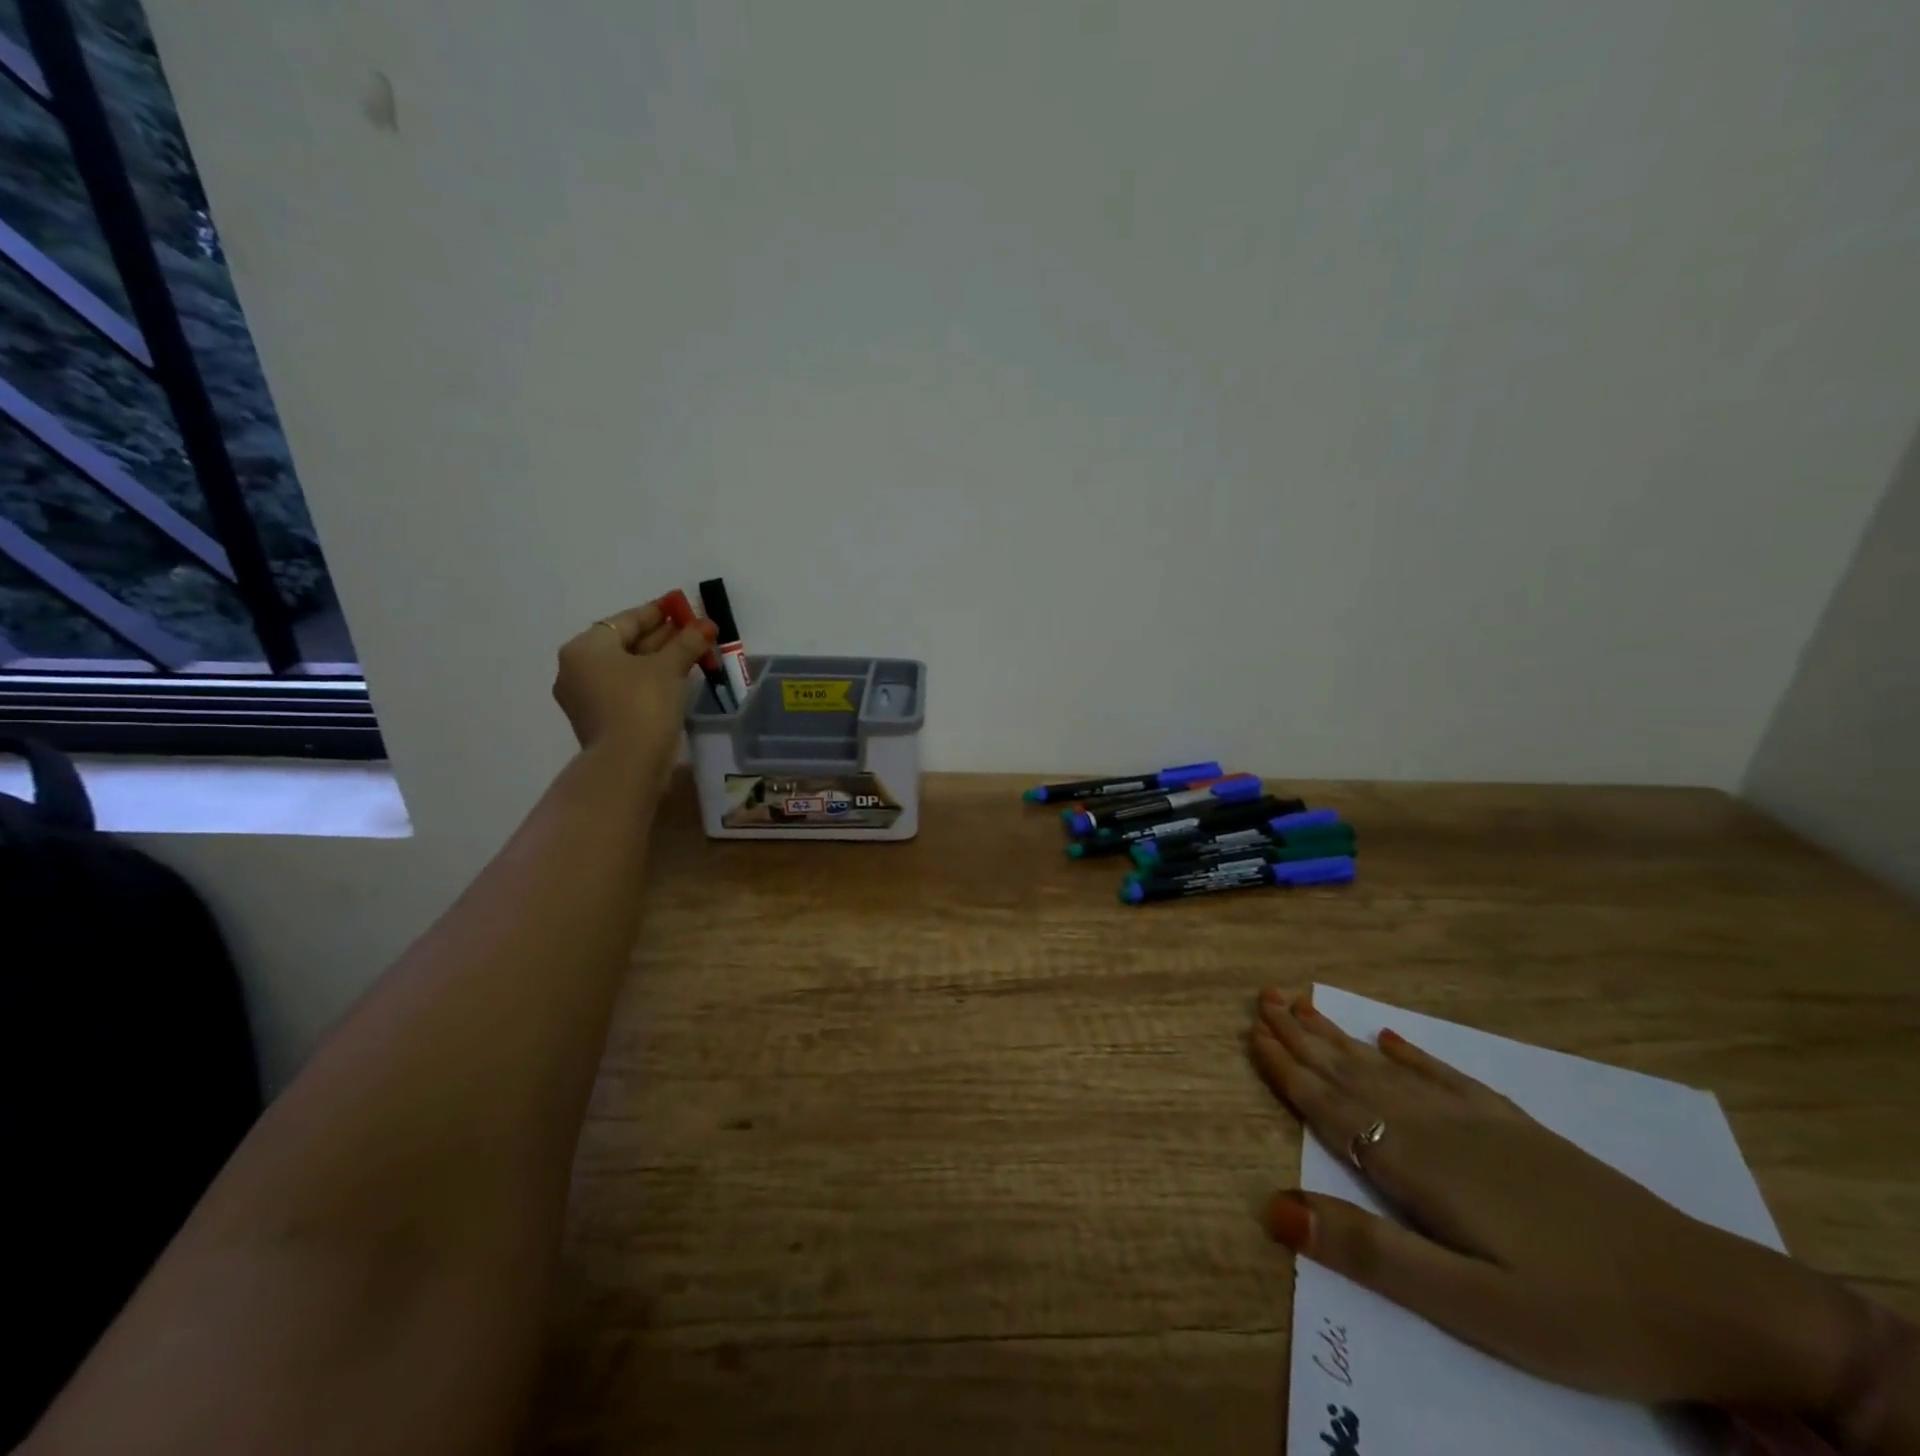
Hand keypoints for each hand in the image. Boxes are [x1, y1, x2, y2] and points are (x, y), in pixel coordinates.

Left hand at [552, 602, 716, 766]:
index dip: (658, 612)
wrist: (627, 763)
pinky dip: (648, 682)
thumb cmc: (643, 704)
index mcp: (586, 647)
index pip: (627, 620)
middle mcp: (577, 668)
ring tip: (690, 655)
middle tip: (692, 632)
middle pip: (625, 644)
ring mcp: (585, 697)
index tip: (682, 607)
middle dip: (661, 638)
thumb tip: (706, 625)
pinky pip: (625, 690)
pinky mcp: (598, 720)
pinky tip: (674, 681)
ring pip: (626, 669)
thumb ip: (686, 642)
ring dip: (658, 661)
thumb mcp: (669, 667)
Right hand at [1249, 988, 1861, 1415]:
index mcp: (1417, 1165)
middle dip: (1302, 1036)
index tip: (1250, 1030)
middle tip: (1263, 995)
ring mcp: (1480, 1121)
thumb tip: (1274, 1208)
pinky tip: (1390, 1037)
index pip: (1330, 1106)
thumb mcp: (1475, 1309)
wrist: (1718, 1301)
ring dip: (1340, 1036)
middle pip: (1351, 1073)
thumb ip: (1372, 1254)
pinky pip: (1445, 1075)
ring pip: (1388, 1066)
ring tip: (1305, 1004)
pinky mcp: (1516, 1127)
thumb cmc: (1585, 1314)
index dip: (1287, 1069)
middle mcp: (1436, 1127)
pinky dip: (1410, 1053)